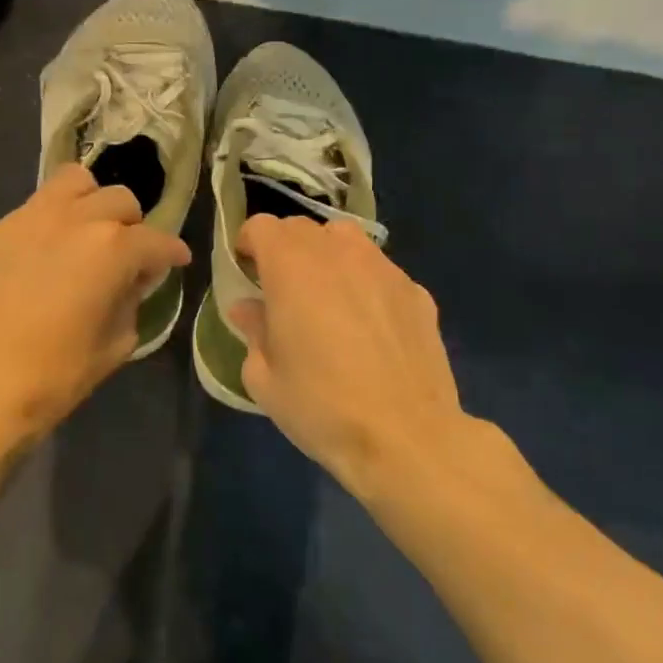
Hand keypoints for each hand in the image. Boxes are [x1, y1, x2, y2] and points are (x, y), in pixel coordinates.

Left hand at [0, 164, 189, 447]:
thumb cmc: (53, 378)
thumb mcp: (114, 345)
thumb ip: (130, 301)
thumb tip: (129, 281)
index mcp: (111, 249)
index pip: (156, 240)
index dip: (172, 253)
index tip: (176, 261)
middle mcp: (72, 220)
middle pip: (119, 200)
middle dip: (131, 226)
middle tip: (124, 257)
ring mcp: (23, 220)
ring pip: (70, 183)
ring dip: (88, 204)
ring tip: (82, 236)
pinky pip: (25, 216)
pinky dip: (40, 231)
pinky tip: (30, 266)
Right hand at [228, 215, 469, 494]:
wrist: (405, 436)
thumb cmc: (321, 407)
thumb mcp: (264, 378)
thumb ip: (253, 331)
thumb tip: (249, 308)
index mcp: (292, 267)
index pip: (262, 225)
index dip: (248, 243)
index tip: (245, 271)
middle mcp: (339, 253)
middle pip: (303, 228)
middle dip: (285, 249)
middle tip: (280, 288)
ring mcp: (384, 269)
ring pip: (347, 240)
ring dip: (327, 256)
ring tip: (326, 295)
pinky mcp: (416, 291)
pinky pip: (380, 271)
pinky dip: (364, 283)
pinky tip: (368, 325)